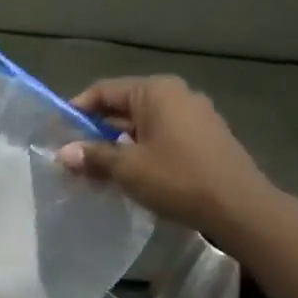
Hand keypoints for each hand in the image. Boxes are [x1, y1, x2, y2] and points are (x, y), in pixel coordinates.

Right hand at [58, 76, 273, 237]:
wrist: (240, 207)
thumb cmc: (178, 178)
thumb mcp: (128, 168)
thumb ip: (93, 156)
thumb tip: (63, 153)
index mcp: (156, 90)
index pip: (104, 91)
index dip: (77, 110)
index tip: (57, 133)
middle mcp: (176, 95)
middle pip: (124, 108)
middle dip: (96, 133)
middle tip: (73, 158)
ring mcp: (195, 116)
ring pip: (143, 126)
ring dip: (118, 146)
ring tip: (95, 171)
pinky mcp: (205, 138)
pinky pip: (162, 138)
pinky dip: (142, 152)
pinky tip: (129, 176)